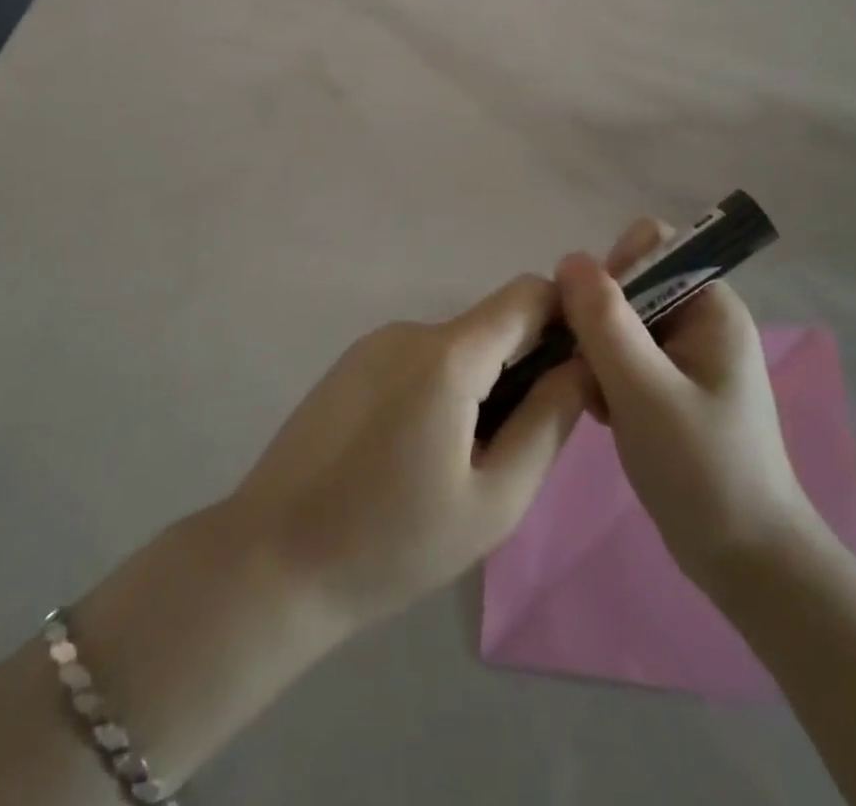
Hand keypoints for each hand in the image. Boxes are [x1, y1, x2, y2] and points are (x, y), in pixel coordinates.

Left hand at [228, 275, 588, 632]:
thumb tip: (583, 364)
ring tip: (460, 462)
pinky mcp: (350, 364)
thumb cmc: (392, 542)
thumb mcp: (494, 499)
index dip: (565, 317)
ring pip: (455, 346)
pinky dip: (441, 389)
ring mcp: (373, 344)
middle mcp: (410, 330)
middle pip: (491, 325)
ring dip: (479, 384)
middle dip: (522, 367)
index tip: (581, 367)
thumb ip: (548, 421)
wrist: (272, 561)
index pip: (527, 294)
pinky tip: (417, 453)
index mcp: (448, 354)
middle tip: (516, 445)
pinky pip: (418, 359)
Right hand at [559, 219, 818, 590]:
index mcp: (710, 306)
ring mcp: (685, 355)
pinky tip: (604, 414)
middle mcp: (699, 319)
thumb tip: (568, 258)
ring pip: (618, 321)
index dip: (615, 269)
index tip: (595, 320)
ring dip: (597, 353)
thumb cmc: (702, 469)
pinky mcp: (670, 386)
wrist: (747, 562)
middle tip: (592, 370)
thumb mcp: (644, 390)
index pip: (652, 246)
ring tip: (599, 400)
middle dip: (598, 320)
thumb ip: (604, 321)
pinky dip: (605, 377)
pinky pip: (622, 356)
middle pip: (629, 283)